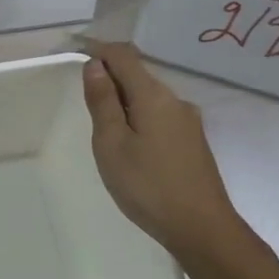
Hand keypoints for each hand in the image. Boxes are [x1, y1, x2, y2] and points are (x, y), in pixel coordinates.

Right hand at [82, 42, 245, 256]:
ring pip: (149, 96)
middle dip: (110, 75)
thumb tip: (96, 65)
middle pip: (138, 73)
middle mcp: (175, 100)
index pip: (123, 55)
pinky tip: (131, 144)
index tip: (75, 50)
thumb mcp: (111, 143)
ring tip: (104, 128)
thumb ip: (102, 101)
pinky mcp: (193, 141)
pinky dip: (138, 115)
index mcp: (153, 95)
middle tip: (84, 98)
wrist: (203, 229)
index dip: (98, 49)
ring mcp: (188, 121)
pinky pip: (159, 114)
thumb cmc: (148, 185)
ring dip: (124, 99)